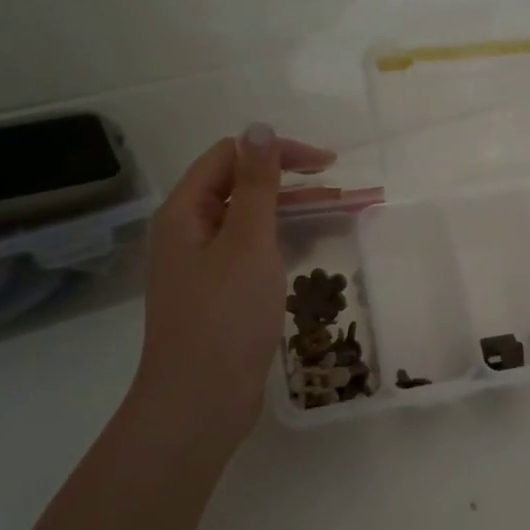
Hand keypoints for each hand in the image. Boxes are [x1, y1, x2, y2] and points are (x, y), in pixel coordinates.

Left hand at [129, 124, 335, 442]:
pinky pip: (256, 251)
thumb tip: (259, 127)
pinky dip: (287, 241)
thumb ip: (256, 185)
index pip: (231, 157)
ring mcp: (205, 265)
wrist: (200, 402)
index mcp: (185, 212)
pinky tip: (315, 246)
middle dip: (294, 182)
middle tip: (344, 188)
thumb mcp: (247, 243)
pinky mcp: (221, 293)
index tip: (327, 164)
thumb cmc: (224, 317)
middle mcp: (190, 232)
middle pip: (242, 187)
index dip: (278, 152)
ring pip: (254, 221)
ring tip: (345, 211)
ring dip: (296, 211)